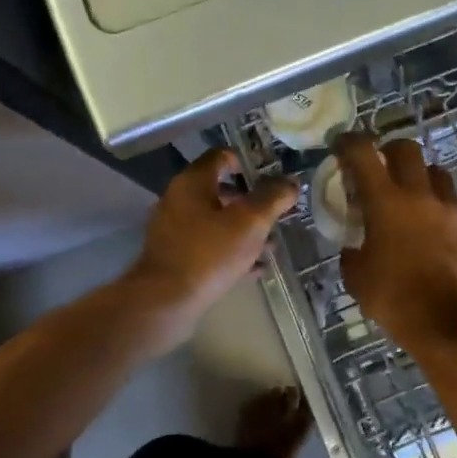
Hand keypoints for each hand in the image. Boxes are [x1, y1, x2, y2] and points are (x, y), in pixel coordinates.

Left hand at [127, 148, 297, 328]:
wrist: (165, 301)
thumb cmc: (209, 253)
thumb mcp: (251, 222)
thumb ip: (273, 198)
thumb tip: (291, 182)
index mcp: (193, 182)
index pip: (221, 156)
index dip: (247, 162)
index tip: (271, 178)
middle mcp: (179, 199)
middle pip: (220, 190)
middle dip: (251, 202)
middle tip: (276, 214)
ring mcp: (174, 229)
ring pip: (216, 221)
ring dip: (243, 230)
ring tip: (270, 246)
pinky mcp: (175, 257)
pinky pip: (208, 246)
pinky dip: (230, 251)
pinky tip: (254, 268)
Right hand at [334, 134, 456, 351]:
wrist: (443, 324)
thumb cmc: (392, 298)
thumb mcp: (356, 276)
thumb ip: (352, 251)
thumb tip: (353, 246)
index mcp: (386, 202)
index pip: (364, 154)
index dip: (350, 141)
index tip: (342, 143)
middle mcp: (421, 196)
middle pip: (408, 150)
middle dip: (392, 151)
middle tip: (383, 166)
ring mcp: (452, 210)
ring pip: (439, 174)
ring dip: (423, 179)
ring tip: (416, 198)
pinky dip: (445, 215)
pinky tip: (440, 234)